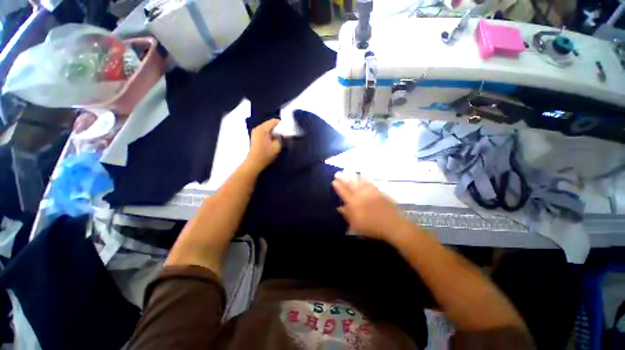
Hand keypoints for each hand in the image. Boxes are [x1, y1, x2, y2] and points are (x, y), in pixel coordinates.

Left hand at [245, 119, 281, 172]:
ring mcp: (255, 132)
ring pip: (268, 128)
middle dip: (278, 129)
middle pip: (270, 124)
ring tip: (280, 138)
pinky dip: (270, 135)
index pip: (274, 121)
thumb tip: (281, 135)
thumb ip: (280, 138)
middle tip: (284, 135)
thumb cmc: (266, 155)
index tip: (288, 130)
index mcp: (262, 129)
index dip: (282, 124)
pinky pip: (265, 132)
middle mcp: (258, 128)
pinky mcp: (255, 137)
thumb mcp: (277, 147)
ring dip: (274, 132)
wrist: (254, 163)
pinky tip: (273, 141)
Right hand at [332, 174, 406, 242]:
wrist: (392, 225)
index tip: (334, 181)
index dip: (338, 187)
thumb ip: (347, 214)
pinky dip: (365, 178)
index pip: (343, 193)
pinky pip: (370, 183)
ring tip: (347, 171)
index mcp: (354, 203)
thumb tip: (339, 207)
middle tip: (338, 173)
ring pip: (359, 182)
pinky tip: (362, 174)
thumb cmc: (372, 227)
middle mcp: (361, 195)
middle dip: (343, 179)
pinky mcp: (378, 191)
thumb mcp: (356, 224)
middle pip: (350, 185)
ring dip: (352, 176)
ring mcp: (370, 192)